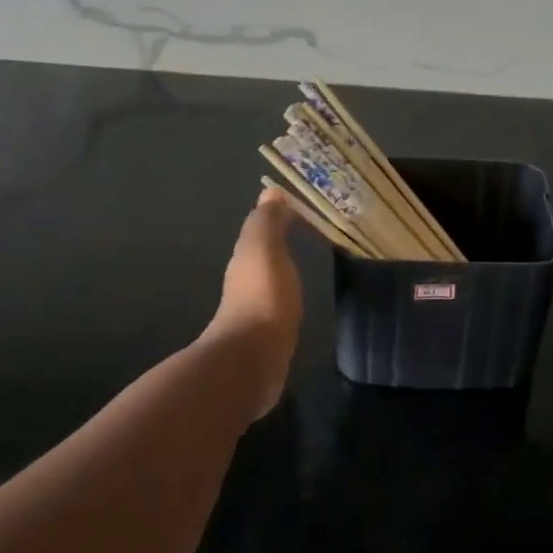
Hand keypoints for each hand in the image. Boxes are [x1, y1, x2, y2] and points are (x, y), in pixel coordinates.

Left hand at [205, 188, 303, 417]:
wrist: (252, 359)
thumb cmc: (263, 296)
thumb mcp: (265, 249)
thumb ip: (267, 222)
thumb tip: (271, 192)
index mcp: (245, 257)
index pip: (261, 227)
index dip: (278, 215)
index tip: (304, 208)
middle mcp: (244, 280)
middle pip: (262, 253)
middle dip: (279, 241)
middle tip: (308, 232)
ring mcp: (253, 309)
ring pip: (268, 279)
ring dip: (281, 269)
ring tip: (305, 263)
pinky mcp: (265, 335)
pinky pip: (277, 304)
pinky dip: (285, 295)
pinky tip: (297, 300)